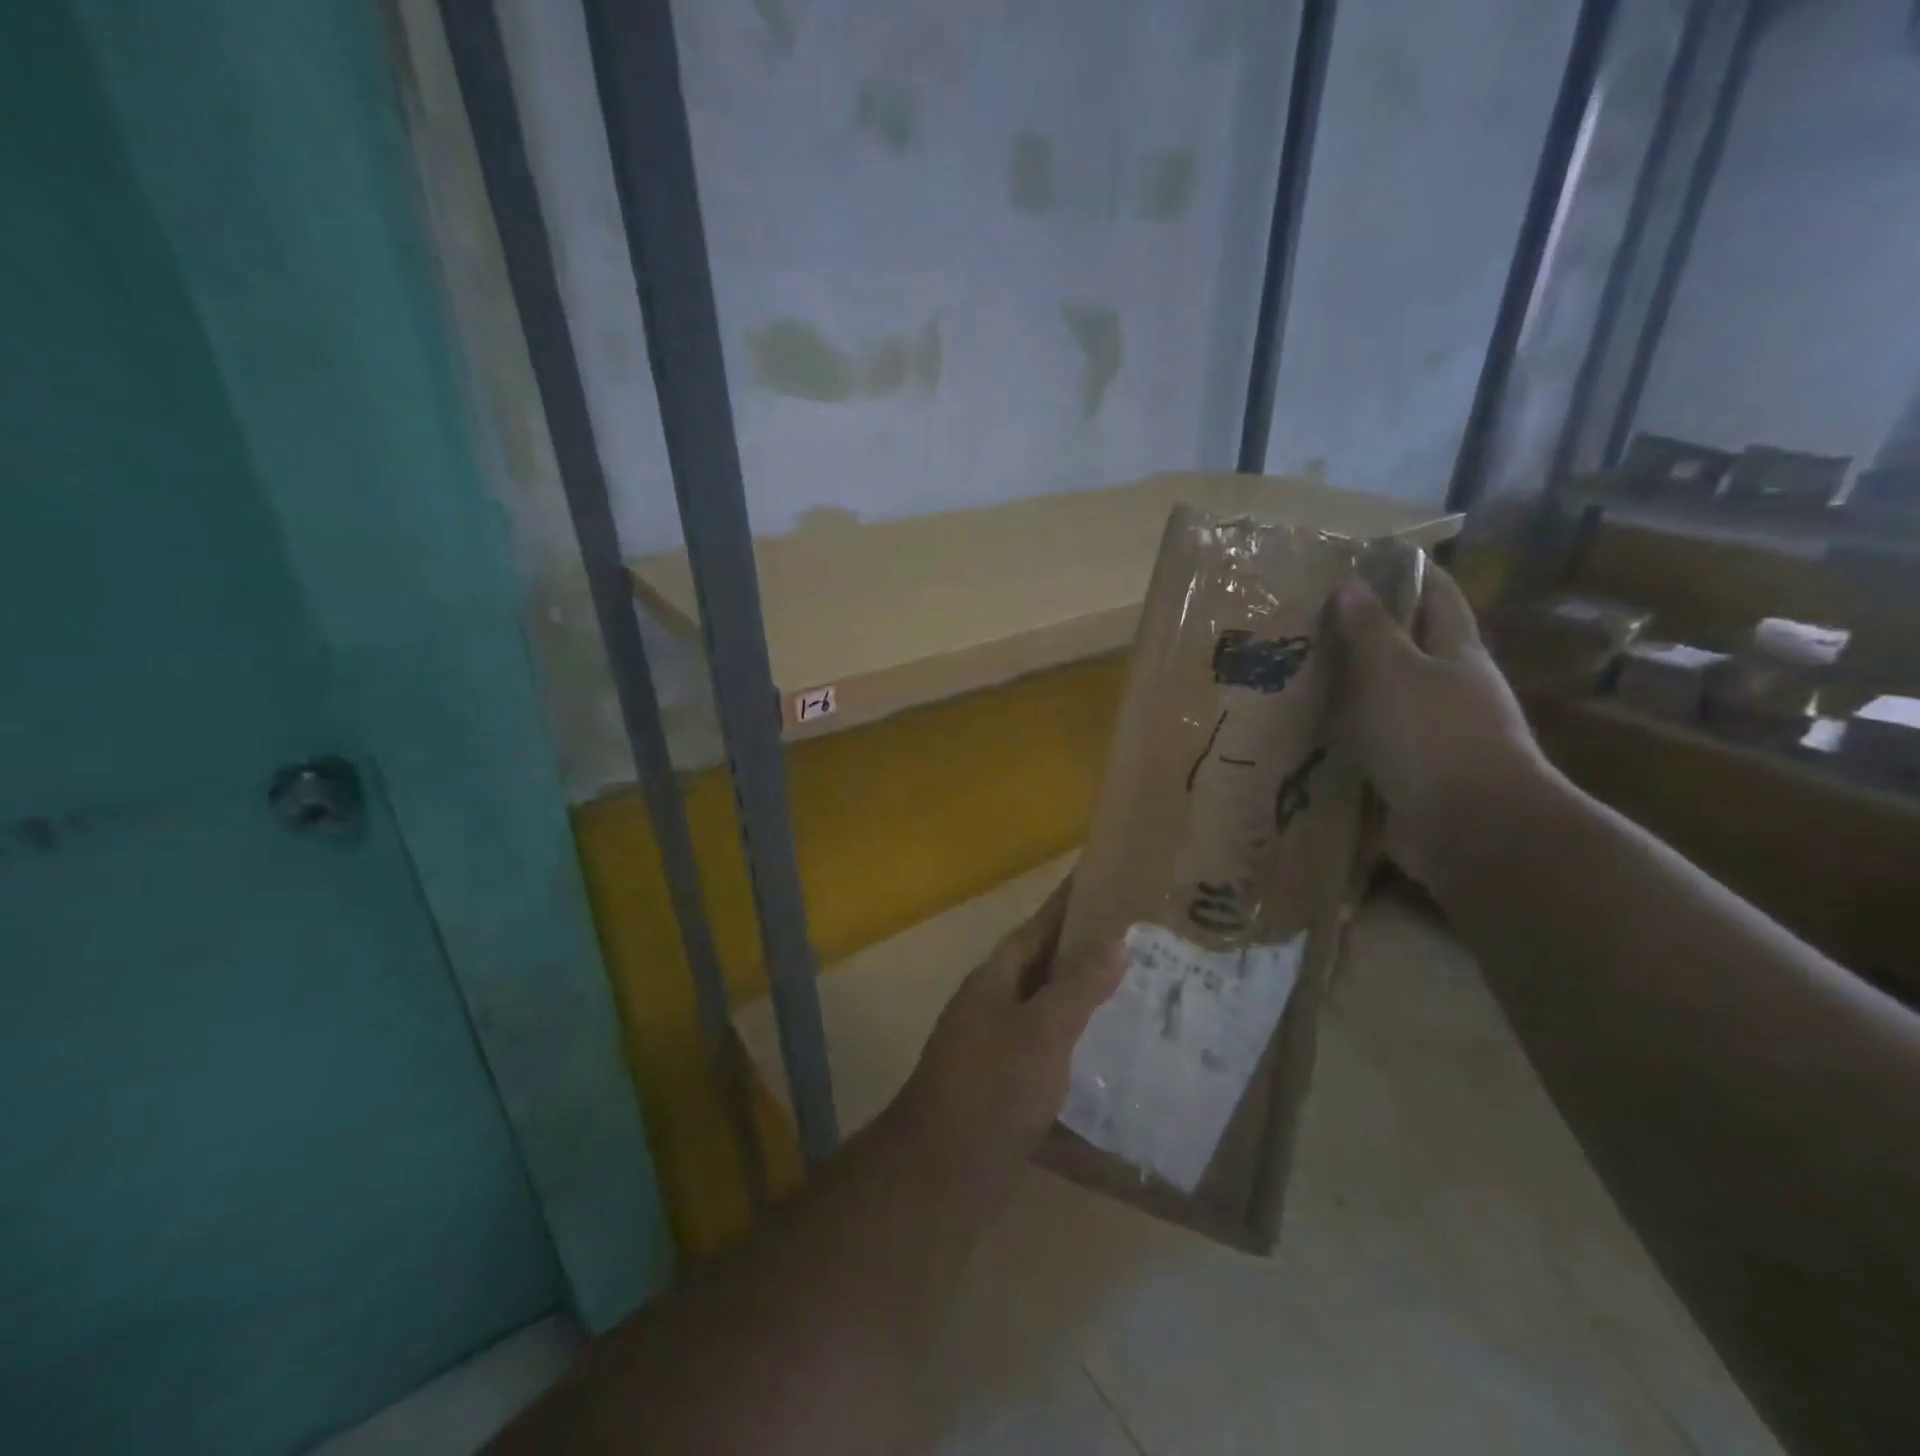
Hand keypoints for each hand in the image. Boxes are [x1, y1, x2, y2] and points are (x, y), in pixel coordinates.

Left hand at [900, 880, 1124, 1184]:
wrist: (944, 1173)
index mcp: (995, 979)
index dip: (1068, 905)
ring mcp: (996, 1046)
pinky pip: (1049, 1052)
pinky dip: (1078, 1046)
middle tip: (1139, 940)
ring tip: (1137, 992)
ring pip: (1047, 1010)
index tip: (1104, 882)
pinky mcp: (1006, 1086)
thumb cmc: (993, 1088)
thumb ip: (1078, 985)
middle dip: (1084, 951)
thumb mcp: (1042, 1031)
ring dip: (1084, 999)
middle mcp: (992, 1004)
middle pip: (1042, 966)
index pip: (1037, 927)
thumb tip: (1116, 939)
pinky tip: (1113, 1057)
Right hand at [1332, 564, 1555, 885]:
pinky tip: (1315, 733)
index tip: (1369, 559)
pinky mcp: (1419, 773)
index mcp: (1457, 652)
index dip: (1411, 573)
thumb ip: (1369, 629)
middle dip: (1372, 632)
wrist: (1470, 827)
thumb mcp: (1391, 671)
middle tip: (1313, 622)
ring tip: (1302, 676)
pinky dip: (1352, 732)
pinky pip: (1379, 741)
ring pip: (1392, 697)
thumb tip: (1351, 582)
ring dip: (1355, 687)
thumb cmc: (1431, 734)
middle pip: (1415, 647)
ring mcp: (1439, 734)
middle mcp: (1454, 688)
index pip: (1439, 596)